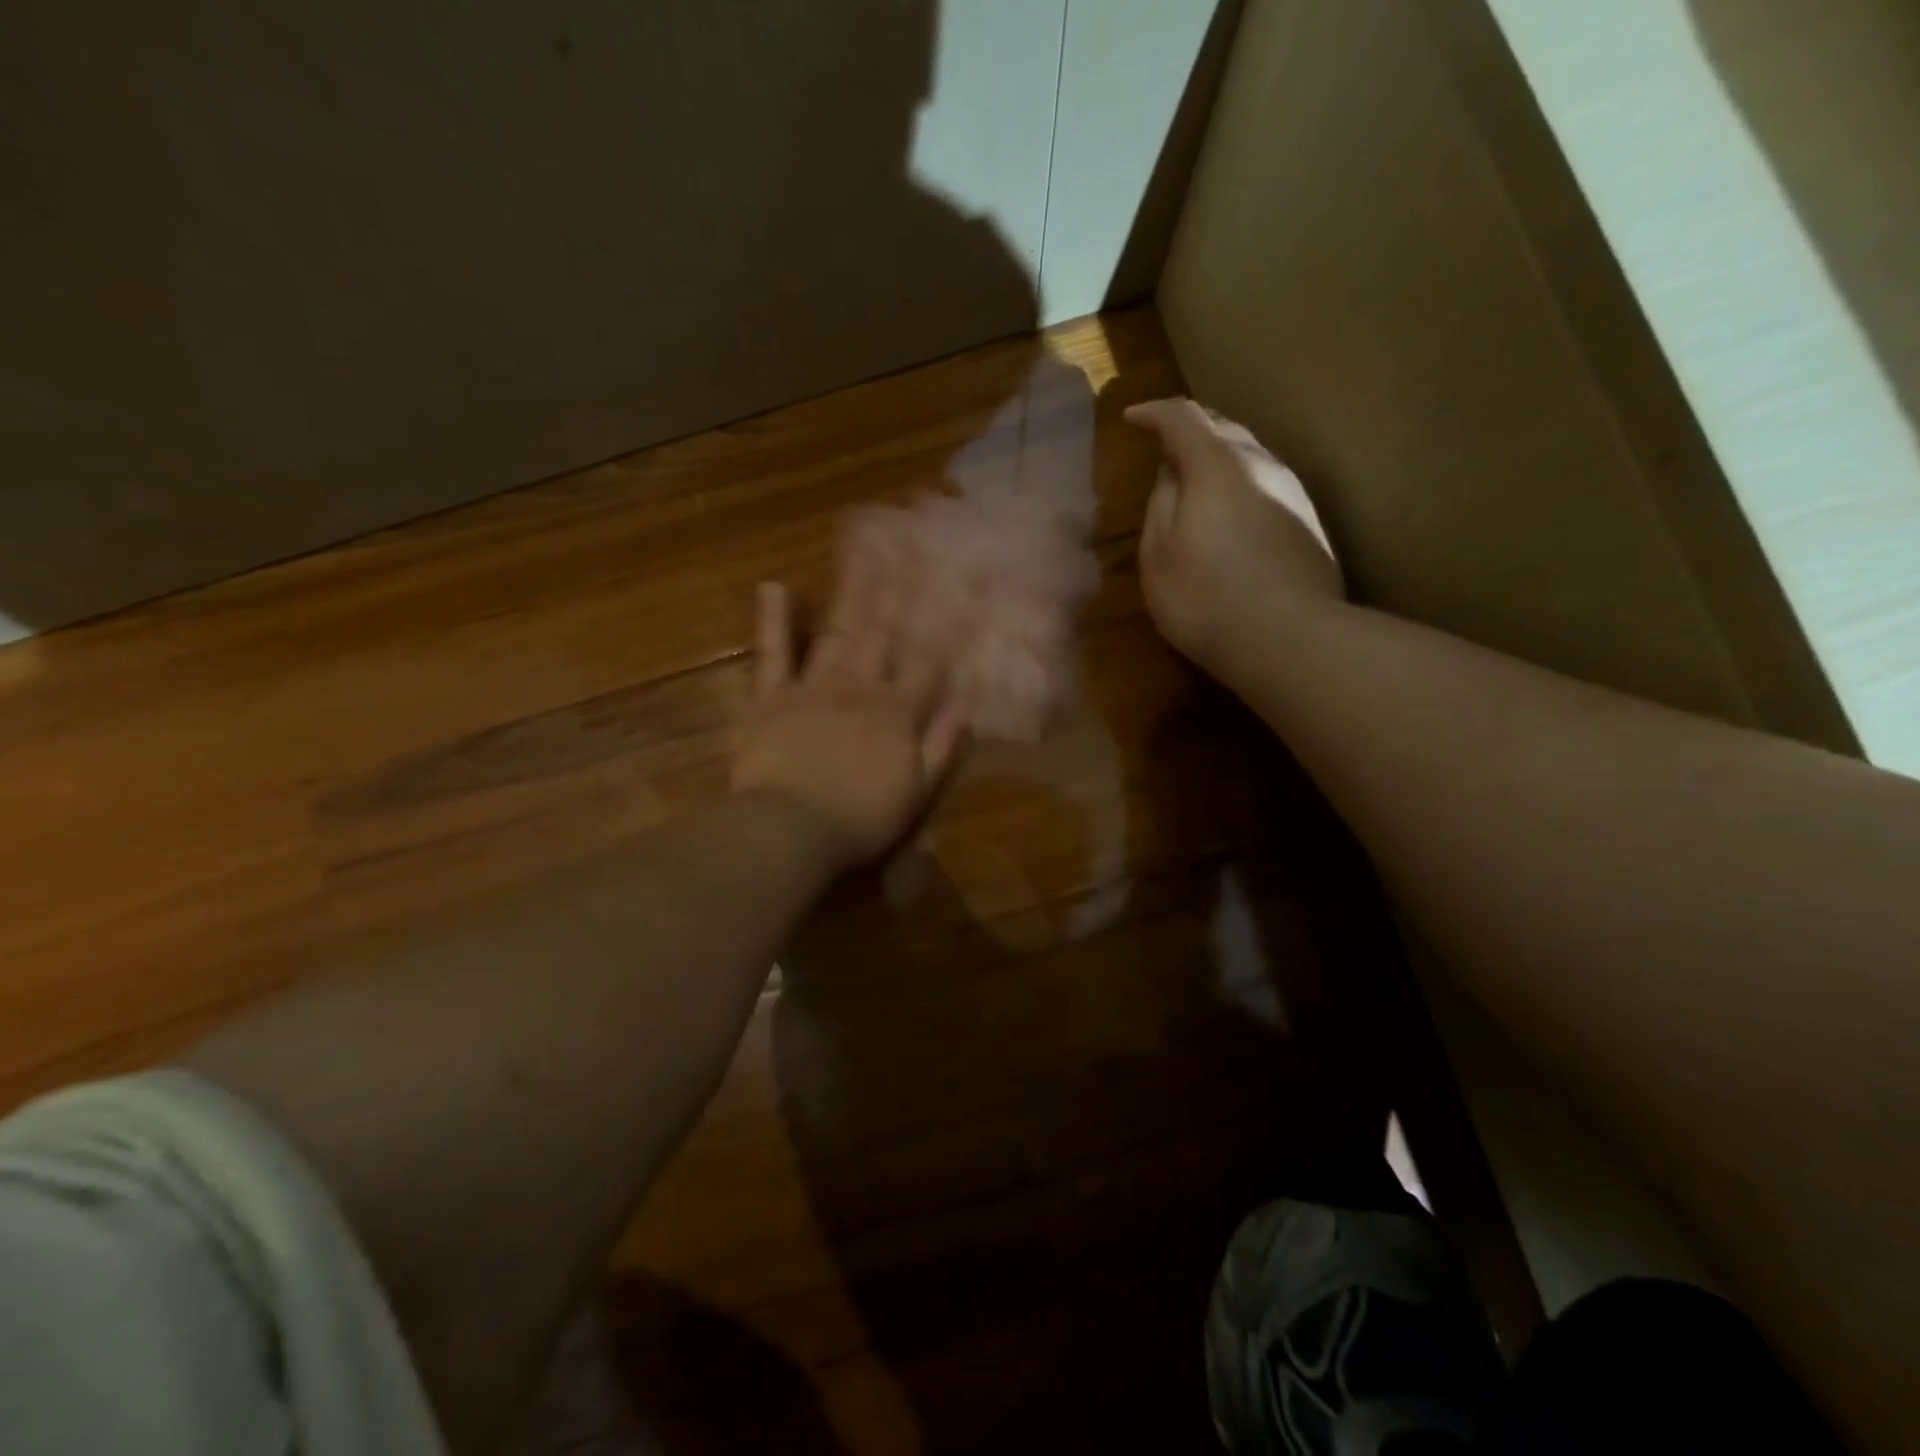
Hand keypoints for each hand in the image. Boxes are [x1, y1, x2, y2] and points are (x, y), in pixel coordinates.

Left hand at [732, 576, 965, 871]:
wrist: (791, 829)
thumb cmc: (860, 819)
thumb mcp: (917, 791)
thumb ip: (942, 746)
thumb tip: (966, 706)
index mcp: (897, 713)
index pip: (930, 664)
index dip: (949, 629)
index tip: (964, 593)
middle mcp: (860, 687)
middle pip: (885, 634)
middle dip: (902, 592)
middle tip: (911, 547)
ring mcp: (814, 686)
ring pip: (839, 631)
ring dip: (853, 592)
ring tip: (865, 553)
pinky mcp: (771, 696)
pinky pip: (773, 652)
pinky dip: (773, 619)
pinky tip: (774, 585)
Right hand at [1125, 399, 1342, 674]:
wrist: (1287, 639)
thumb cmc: (1204, 597)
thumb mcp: (1157, 553)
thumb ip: (1161, 503)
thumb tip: (1172, 474)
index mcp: (1217, 465)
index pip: (1183, 418)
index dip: (1155, 413)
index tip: (1132, 419)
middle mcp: (1262, 464)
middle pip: (1225, 427)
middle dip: (1191, 429)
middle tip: (1165, 443)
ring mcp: (1294, 492)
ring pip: (1252, 455)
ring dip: (1221, 456)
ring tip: (1198, 477)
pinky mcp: (1310, 523)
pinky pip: (1268, 485)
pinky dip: (1243, 484)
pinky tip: (1233, 512)